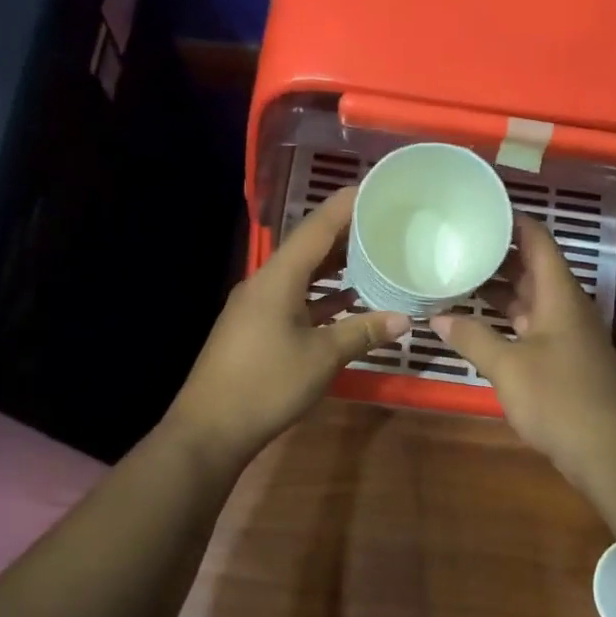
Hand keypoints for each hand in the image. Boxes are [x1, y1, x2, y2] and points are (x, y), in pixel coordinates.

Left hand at [166, 186, 408, 467]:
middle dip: (345, 235)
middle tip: (384, 224)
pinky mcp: (255, 330)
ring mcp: (257, 307)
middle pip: (308, 249)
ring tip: (372, 257)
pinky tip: (345, 302)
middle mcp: (264, 284)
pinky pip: (294, 300)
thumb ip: (363, 332)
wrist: (210, 428)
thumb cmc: (267, 385)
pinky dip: (320, 297)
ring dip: (334, 268)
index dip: (346, 206)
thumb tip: (405, 319)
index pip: (316, 229)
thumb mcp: (322, 358)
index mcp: (277, 279)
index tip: (376, 188)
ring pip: (301, 276)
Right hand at [431, 215, 615, 493]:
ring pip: (531, 299)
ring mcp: (567, 334)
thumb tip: (438, 317)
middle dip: (498, 254)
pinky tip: (479, 324)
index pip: (537, 240)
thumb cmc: (559, 399)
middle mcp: (567, 307)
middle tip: (457, 243)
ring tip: (459, 276)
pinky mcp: (564, 359)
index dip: (512, 221)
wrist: (608, 451)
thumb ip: (473, 338)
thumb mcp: (508, 367)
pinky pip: (532, 325)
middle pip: (533, 268)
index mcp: (559, 295)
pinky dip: (507, 319)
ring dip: (500, 290)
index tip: (479, 209)